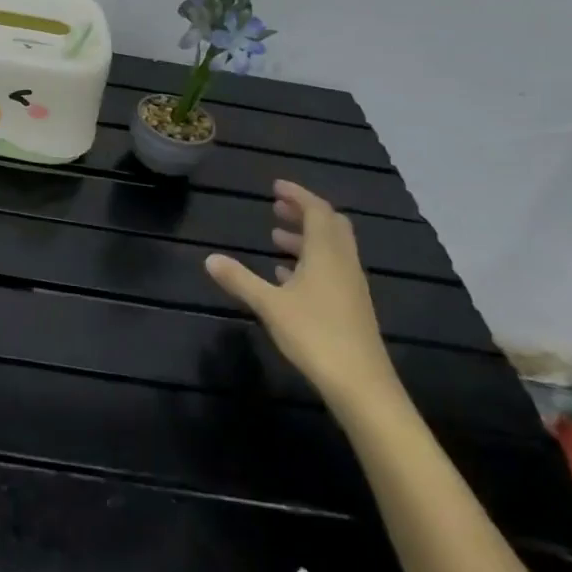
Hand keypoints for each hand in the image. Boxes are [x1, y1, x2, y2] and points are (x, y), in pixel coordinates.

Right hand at [205, 180, 402, 415]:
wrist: (361, 385)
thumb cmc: (315, 335)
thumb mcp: (269, 305)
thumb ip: (240, 280)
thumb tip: (209, 258)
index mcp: (327, 253)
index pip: (316, 211)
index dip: (297, 195)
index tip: (276, 186)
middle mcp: (343, 263)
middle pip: (330, 225)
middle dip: (304, 212)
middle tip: (277, 207)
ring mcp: (351, 286)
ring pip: (332, 249)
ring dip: (306, 237)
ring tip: (276, 237)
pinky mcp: (351, 307)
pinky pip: (331, 270)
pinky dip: (311, 261)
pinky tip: (287, 276)